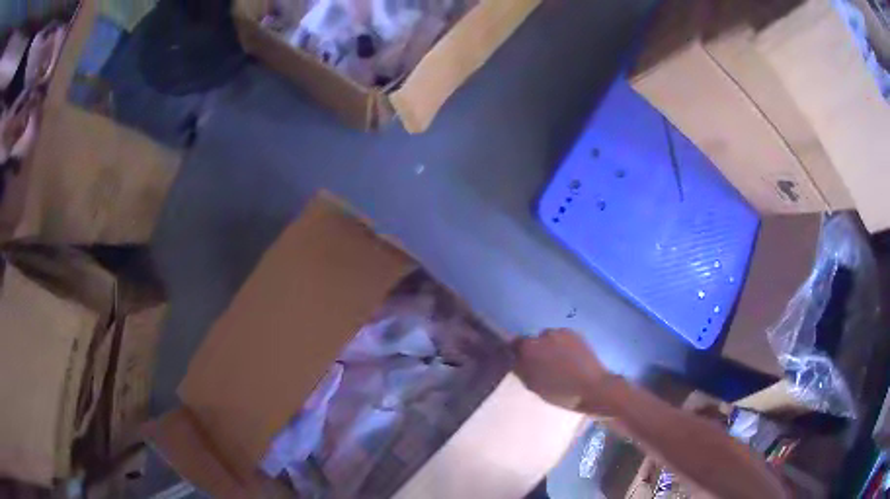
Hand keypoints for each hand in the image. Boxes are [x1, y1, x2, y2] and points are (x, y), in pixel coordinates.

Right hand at [512, 329, 613, 412]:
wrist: (593, 388)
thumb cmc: (560, 392)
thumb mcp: (533, 385)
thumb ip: (521, 369)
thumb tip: (514, 359)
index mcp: (529, 347)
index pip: (514, 343)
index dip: (516, 353)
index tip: (520, 363)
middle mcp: (544, 334)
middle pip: (533, 340)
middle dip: (535, 351)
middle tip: (541, 367)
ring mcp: (562, 332)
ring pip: (549, 339)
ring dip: (550, 348)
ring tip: (558, 364)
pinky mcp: (576, 334)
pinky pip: (563, 338)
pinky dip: (563, 346)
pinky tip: (569, 360)